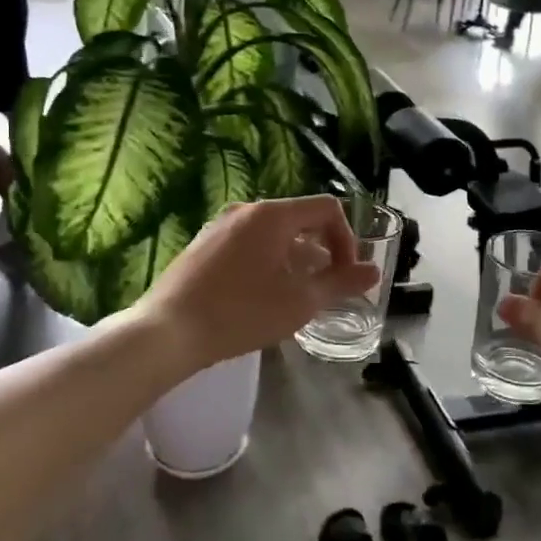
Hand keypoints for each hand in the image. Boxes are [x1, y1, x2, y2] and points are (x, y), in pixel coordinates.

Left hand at [132, 196, 379, 372]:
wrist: (167, 332)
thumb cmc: (241, 313)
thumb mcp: (300, 302)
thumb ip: (340, 283)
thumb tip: (373, 272)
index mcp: (272, 214)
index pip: (327, 208)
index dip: (347, 239)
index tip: (346, 275)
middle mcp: (246, 210)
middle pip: (300, 219)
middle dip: (322, 251)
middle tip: (326, 288)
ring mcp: (220, 226)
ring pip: (273, 234)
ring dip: (296, 259)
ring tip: (296, 297)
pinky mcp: (203, 245)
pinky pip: (249, 243)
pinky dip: (269, 261)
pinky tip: (262, 297)